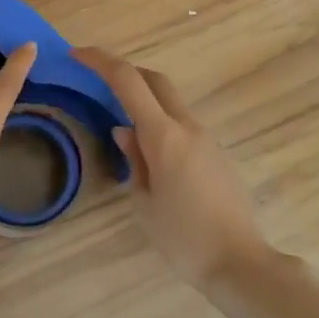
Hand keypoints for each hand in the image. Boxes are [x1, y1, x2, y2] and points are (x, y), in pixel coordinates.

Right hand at [72, 46, 271, 287]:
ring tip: (119, 118)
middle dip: (126, 71)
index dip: (101, 61)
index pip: (129, 81)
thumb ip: (134, 160)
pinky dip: (160, 120)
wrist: (240, 263)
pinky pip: (182, 124)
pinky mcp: (216, 154)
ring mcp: (206, 139)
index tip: (77, 54)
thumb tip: (125, 131)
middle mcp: (187, 127)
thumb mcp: (144, 202)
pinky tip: (148, 150)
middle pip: (155, 80)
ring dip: (144, 97)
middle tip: (97, 79)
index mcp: (163, 136)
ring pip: (171, 101)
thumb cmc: (183, 238)